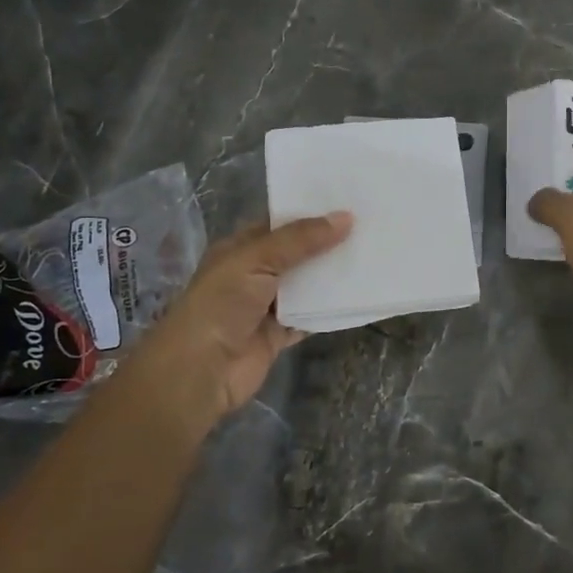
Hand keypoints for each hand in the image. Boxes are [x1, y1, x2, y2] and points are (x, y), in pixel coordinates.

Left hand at [126, 212, 352, 428]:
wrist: (200, 370)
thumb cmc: (221, 303)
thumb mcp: (258, 259)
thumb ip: (301, 239)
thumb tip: (346, 217)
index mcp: (240, 249)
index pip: (279, 224)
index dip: (309, 213)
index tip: (347, 202)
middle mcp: (253, 274)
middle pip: (297, 254)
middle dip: (327, 243)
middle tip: (370, 227)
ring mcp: (266, 306)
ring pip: (306, 285)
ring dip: (332, 276)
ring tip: (372, 256)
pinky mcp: (278, 335)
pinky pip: (310, 317)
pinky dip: (329, 310)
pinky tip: (358, 296)